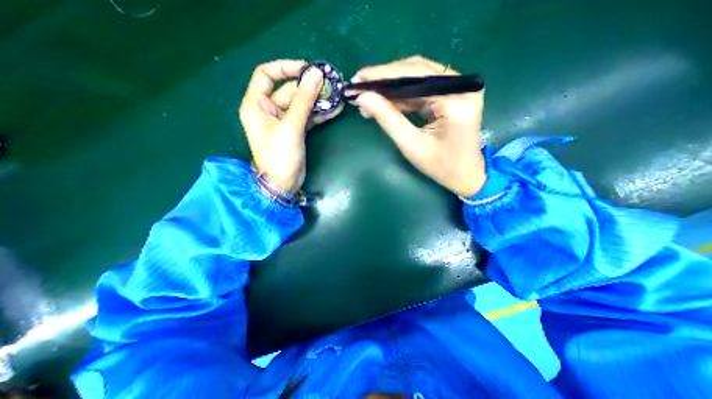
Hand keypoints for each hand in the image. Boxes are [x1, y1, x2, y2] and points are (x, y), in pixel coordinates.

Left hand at [237, 60, 343, 194]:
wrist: (283, 184)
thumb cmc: (280, 156)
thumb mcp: (291, 127)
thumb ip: (304, 100)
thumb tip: (316, 74)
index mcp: (257, 105)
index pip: (266, 74)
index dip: (285, 68)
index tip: (307, 69)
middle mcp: (268, 110)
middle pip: (289, 91)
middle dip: (310, 89)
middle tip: (331, 86)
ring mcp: (284, 121)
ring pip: (301, 104)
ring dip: (318, 101)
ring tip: (337, 97)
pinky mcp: (295, 131)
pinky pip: (307, 117)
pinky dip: (319, 114)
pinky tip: (334, 110)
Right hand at [348, 55, 485, 197]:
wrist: (465, 175)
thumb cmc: (441, 166)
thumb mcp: (411, 145)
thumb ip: (388, 119)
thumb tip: (363, 98)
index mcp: (456, 98)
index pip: (415, 75)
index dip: (383, 75)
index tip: (359, 78)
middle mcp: (461, 85)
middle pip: (416, 71)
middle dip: (385, 80)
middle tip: (360, 88)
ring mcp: (458, 88)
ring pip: (417, 78)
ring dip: (391, 88)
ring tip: (368, 99)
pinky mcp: (451, 95)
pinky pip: (421, 89)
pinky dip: (401, 96)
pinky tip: (384, 103)